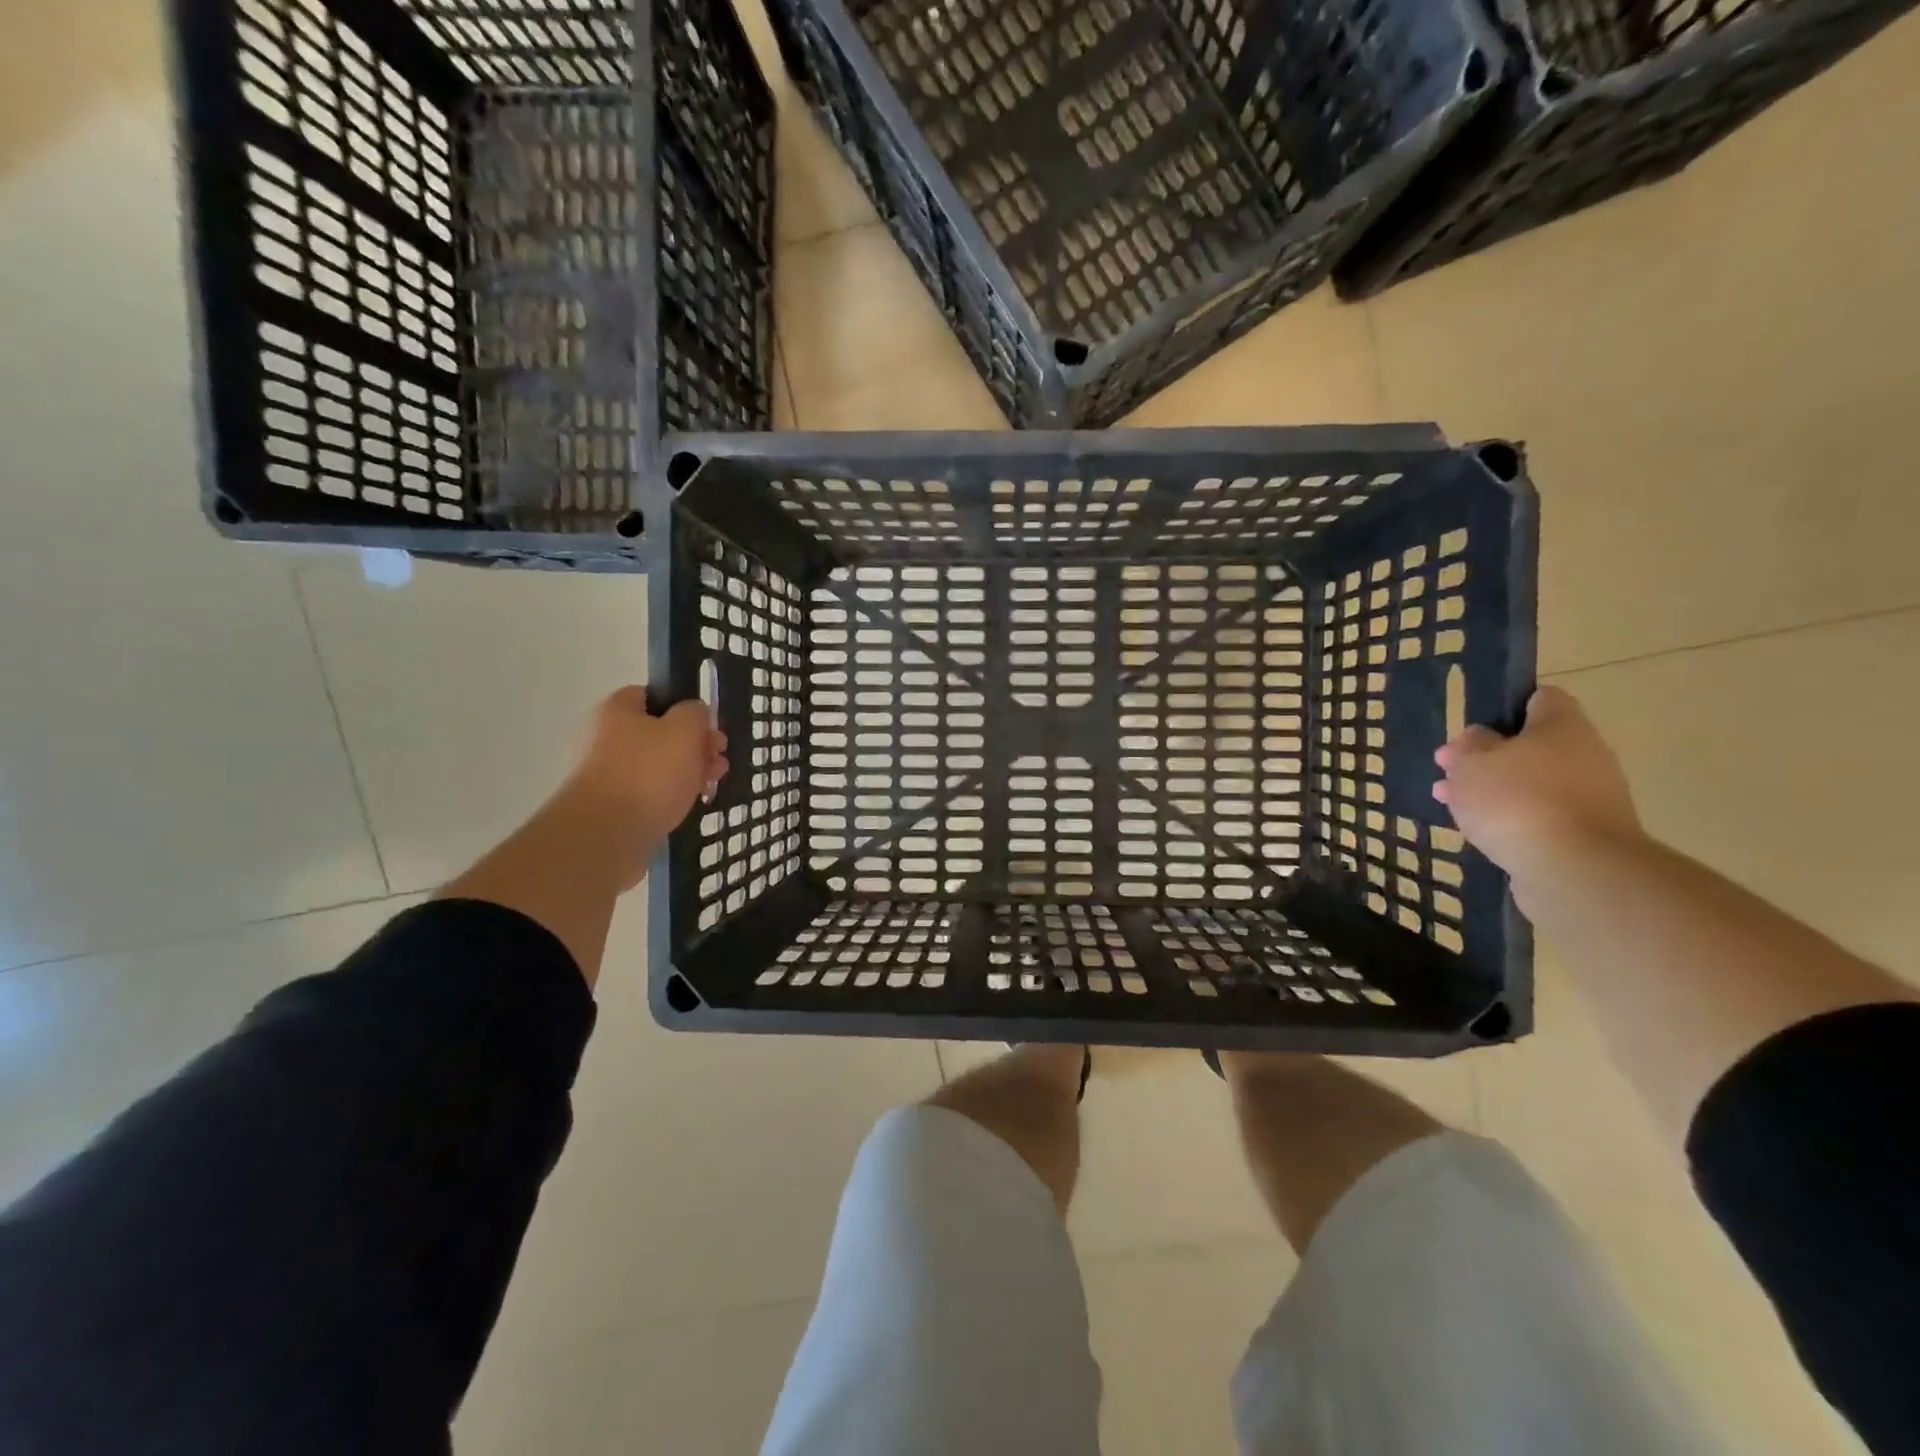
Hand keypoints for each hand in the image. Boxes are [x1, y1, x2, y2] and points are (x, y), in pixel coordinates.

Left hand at [563, 688, 728, 843]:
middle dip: (694, 743)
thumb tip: (694, 713)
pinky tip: (692, 802)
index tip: (706, 724)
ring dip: (688, 769)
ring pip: (658, 764)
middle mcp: (606, 738)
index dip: (682, 705)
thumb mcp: (684, 730)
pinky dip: (672, 794)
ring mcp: (608, 774)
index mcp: (616, 711)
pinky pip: (650, 791)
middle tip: (718, 757)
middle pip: (659, 732)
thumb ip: (695, 713)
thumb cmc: (648, 773)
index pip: (651, 694)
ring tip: (712, 782)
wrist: (606, 834)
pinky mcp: (614, 806)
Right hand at [1433, 686, 1641, 880]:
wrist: (1574, 870)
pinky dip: (1510, 820)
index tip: (1472, 726)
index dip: (1505, 707)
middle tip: (1447, 771)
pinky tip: (1478, 831)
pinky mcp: (1583, 836)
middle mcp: (1585, 756)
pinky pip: (1539, 816)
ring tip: (1450, 803)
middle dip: (1487, 757)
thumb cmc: (1517, 800)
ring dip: (1492, 791)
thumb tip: (1479, 738)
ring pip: (1531, 783)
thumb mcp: (1472, 763)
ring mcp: (1589, 798)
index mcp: (1562, 726)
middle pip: (1531, 746)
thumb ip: (1469, 746)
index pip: (1540, 698)